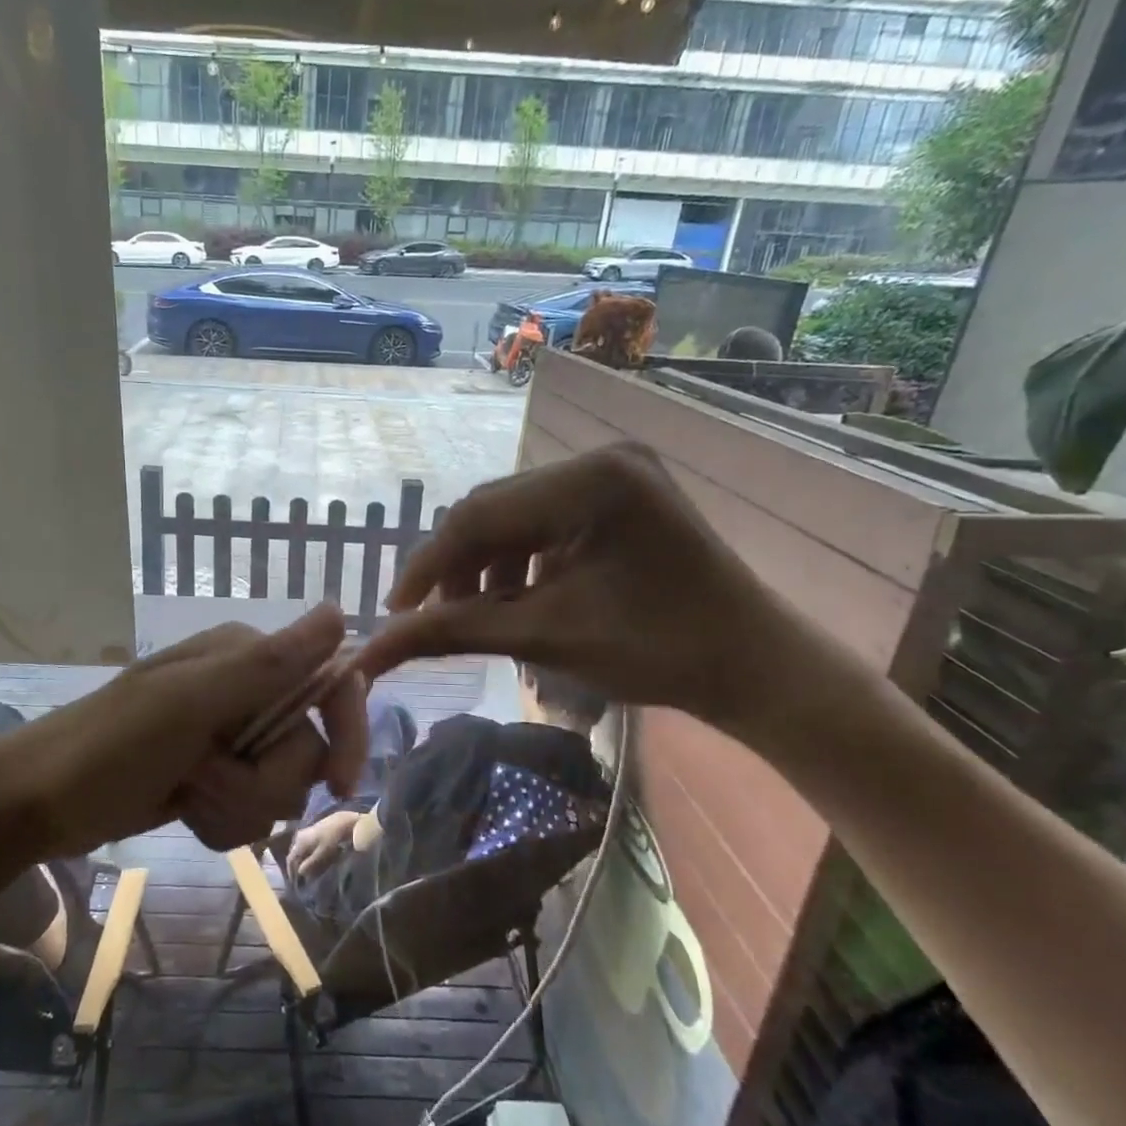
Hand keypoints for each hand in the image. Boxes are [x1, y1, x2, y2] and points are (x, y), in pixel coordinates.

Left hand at [0, 602, 369, 857]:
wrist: (39, 802)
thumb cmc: (110, 746)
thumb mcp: (189, 704)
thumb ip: (268, 664)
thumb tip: (338, 613)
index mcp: (246, 658)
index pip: (328, 685)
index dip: (346, 733)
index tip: (342, 788)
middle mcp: (246, 691)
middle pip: (304, 750)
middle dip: (259, 783)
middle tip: (203, 781)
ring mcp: (230, 736)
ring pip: (281, 787)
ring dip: (238, 806)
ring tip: (188, 797)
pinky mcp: (217, 775)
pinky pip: (253, 808)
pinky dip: (225, 821)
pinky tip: (188, 813)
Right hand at [286, 810, 363, 880]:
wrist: (342, 822)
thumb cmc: (332, 839)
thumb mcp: (322, 853)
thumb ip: (310, 863)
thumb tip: (299, 872)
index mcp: (300, 842)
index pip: (290, 859)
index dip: (291, 871)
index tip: (294, 882)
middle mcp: (299, 836)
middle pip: (294, 854)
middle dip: (296, 866)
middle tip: (300, 878)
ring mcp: (306, 832)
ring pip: (300, 850)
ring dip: (302, 860)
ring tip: (307, 870)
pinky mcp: (313, 831)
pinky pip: (305, 845)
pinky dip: (307, 854)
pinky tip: (313, 859)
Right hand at [352, 443, 803, 733]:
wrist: (755, 667)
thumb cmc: (659, 652)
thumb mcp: (548, 637)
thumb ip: (454, 632)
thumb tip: (370, 651)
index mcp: (591, 480)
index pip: (479, 513)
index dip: (427, 564)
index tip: (395, 614)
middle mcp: (601, 458)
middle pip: (495, 511)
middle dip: (460, 568)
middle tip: (441, 621)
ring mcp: (614, 472)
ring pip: (516, 517)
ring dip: (488, 567)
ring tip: (486, 619)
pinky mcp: (620, 493)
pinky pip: (546, 521)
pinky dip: (522, 562)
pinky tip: (522, 600)